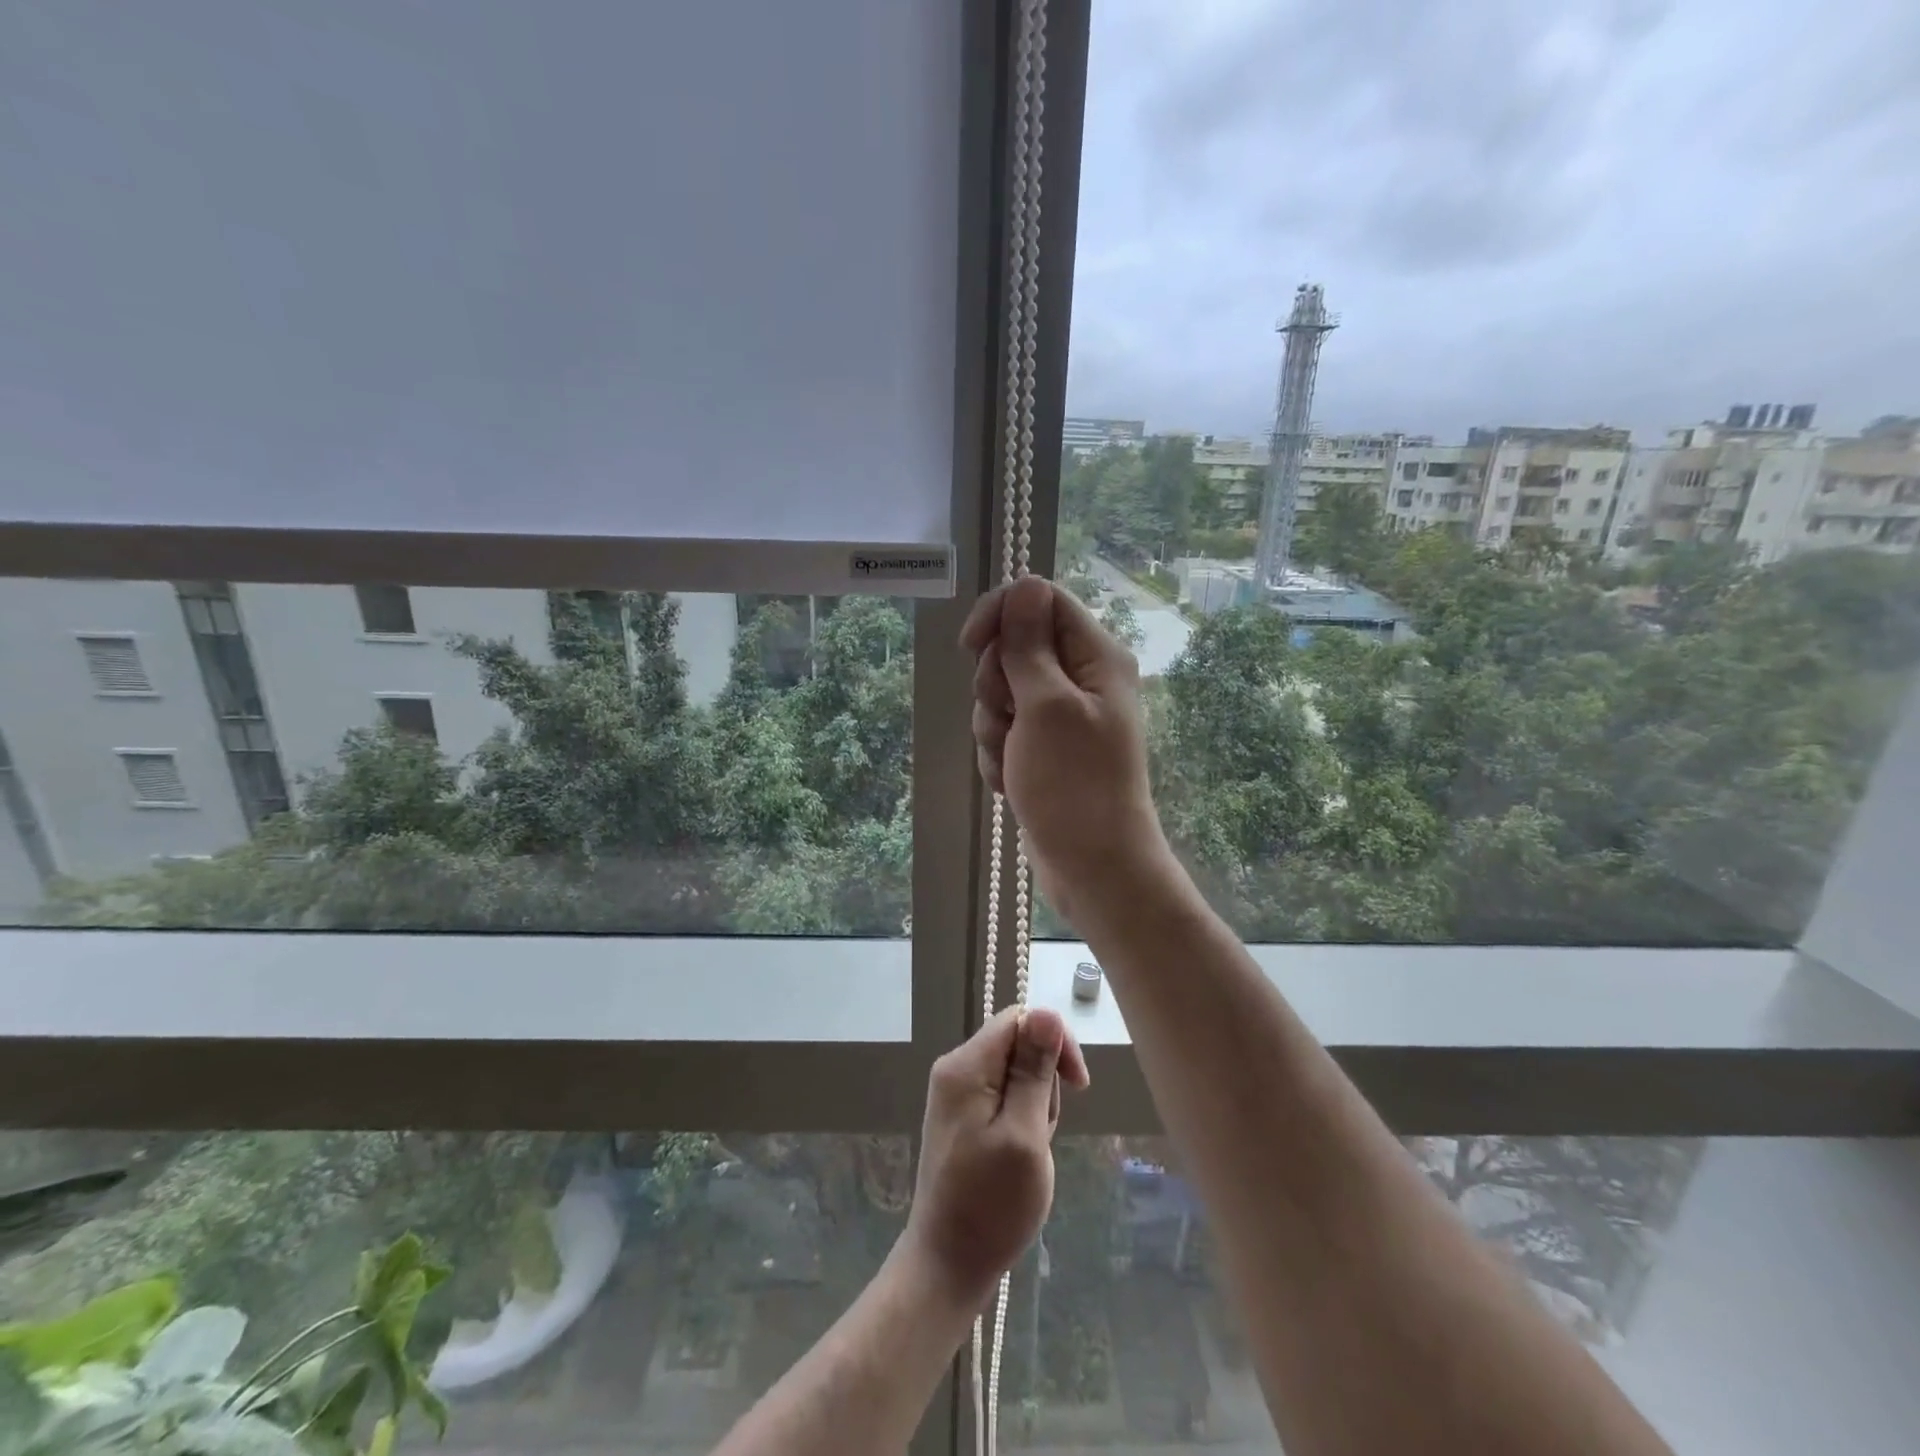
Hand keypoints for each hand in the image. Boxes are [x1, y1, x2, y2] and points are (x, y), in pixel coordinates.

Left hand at [902, 1007, 1089, 1300]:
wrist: (948, 1263)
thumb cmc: (991, 1204)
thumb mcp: (1024, 1134)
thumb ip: (1034, 1071)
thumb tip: (1046, 1011)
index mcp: (965, 1065)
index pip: (1020, 1019)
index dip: (1055, 1042)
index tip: (1078, 1086)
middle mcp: (955, 1068)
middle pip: (1018, 1045)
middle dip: (1044, 1083)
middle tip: (1041, 1133)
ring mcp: (956, 1093)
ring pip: (1015, 1073)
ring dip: (1036, 1105)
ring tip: (1029, 1151)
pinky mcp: (962, 1116)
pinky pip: (1004, 1096)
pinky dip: (1022, 1120)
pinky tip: (1019, 1154)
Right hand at [962, 576, 1172, 922]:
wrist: (1092, 866)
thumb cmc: (1073, 784)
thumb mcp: (1046, 706)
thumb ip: (1030, 645)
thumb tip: (1024, 585)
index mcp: (1096, 656)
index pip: (1040, 600)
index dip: (1001, 615)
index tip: (971, 646)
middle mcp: (1082, 678)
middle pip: (1015, 648)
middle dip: (995, 685)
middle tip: (1009, 718)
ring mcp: (1062, 716)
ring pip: (1002, 693)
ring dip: (994, 727)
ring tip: (1013, 761)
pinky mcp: (1045, 748)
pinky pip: (1005, 731)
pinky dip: (999, 754)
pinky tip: (1012, 782)